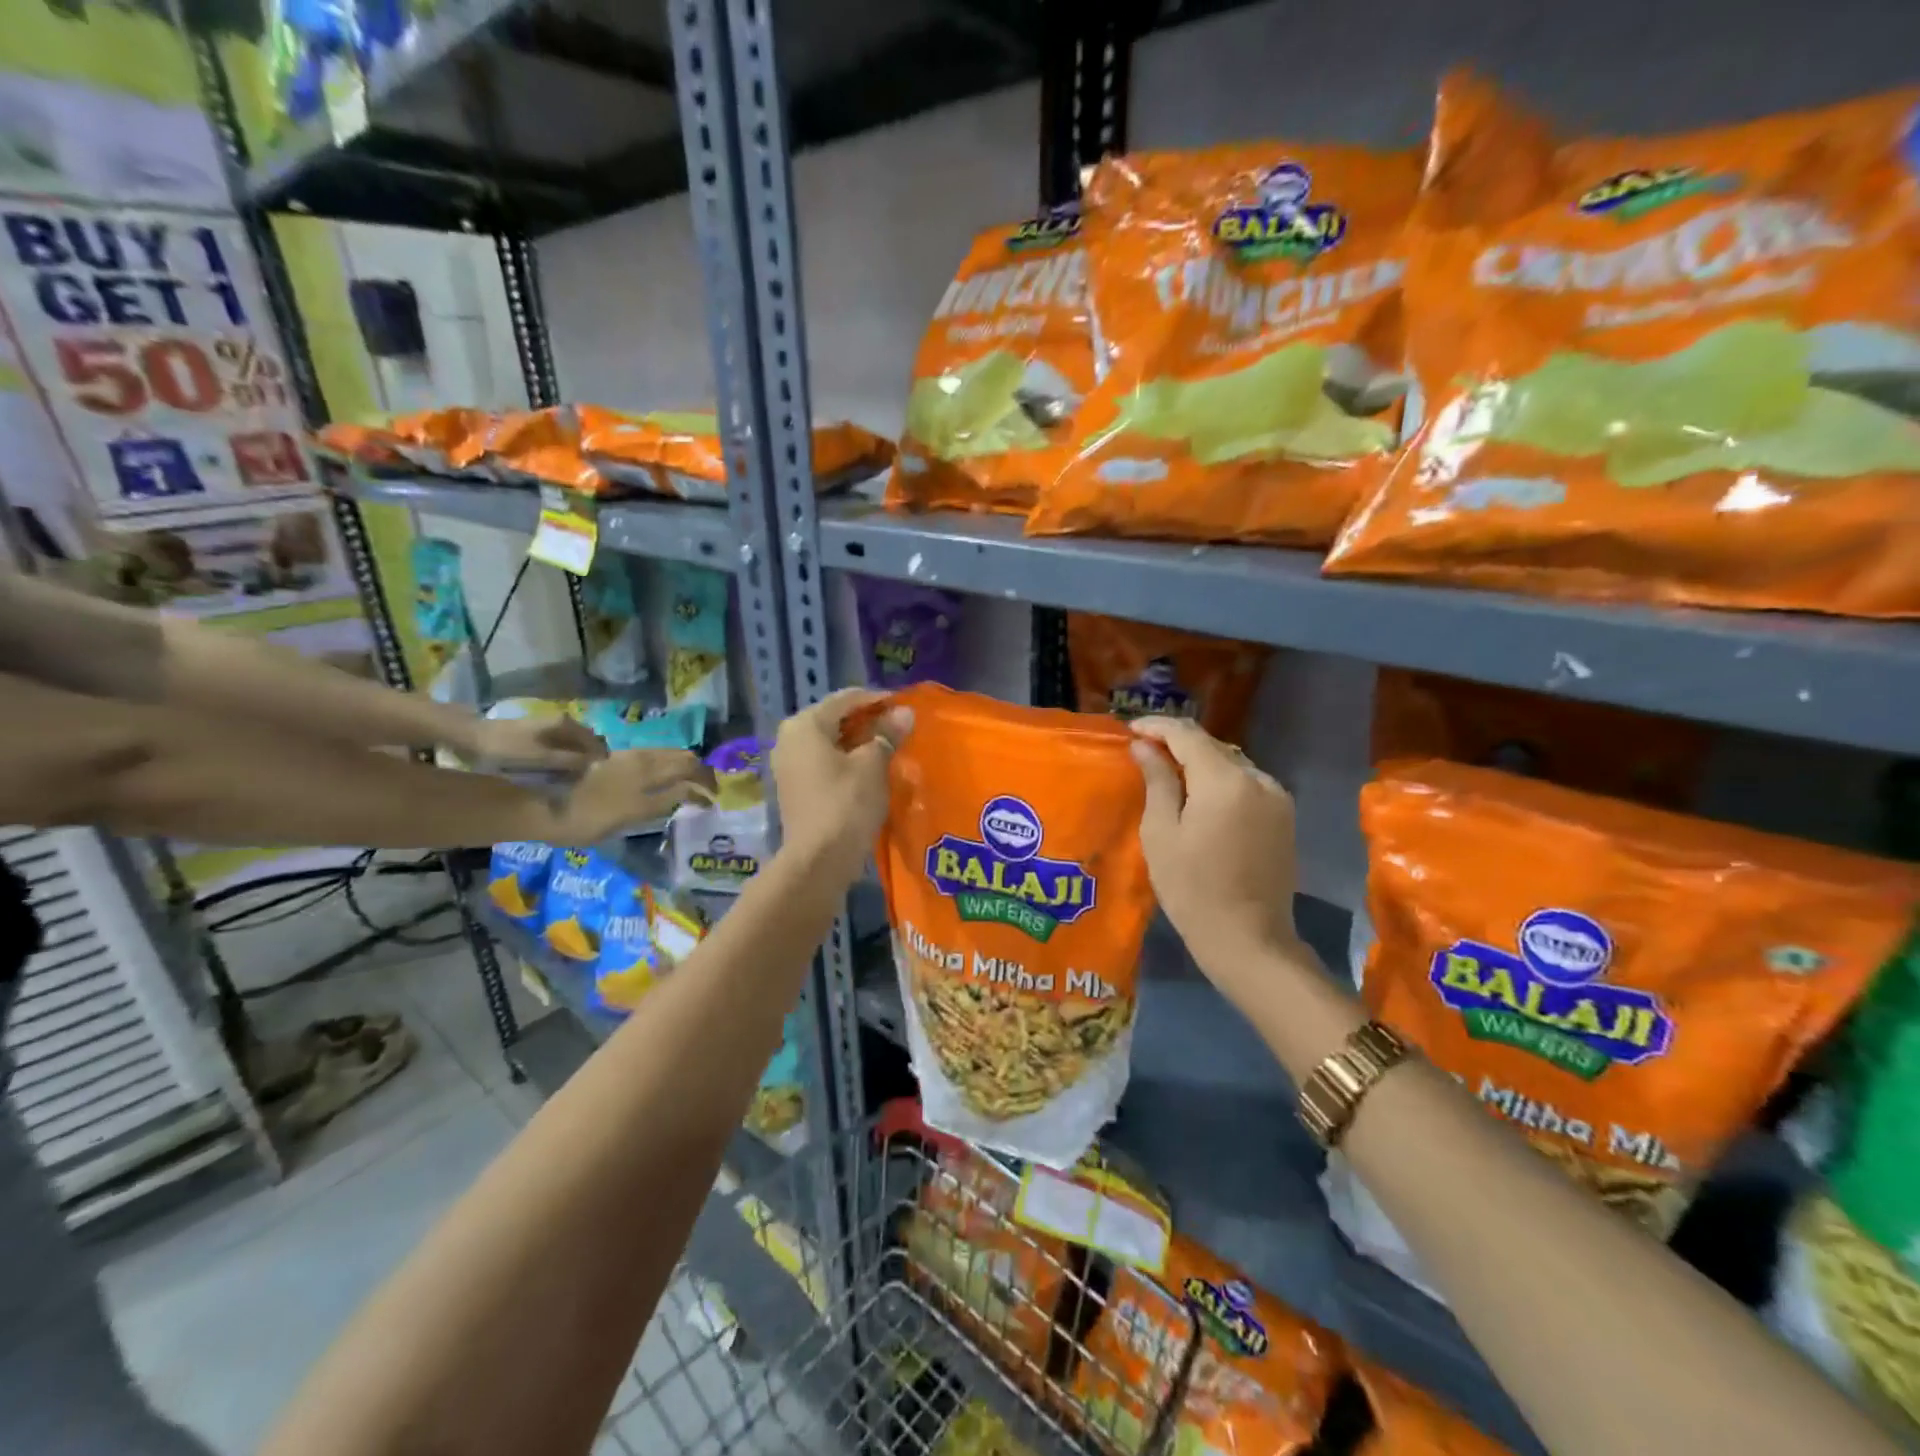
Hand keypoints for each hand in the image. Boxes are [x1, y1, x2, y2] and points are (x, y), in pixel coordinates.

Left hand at [469, 713, 607, 772]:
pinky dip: (563, 758)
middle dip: (588, 760)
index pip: (595, 742)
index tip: (598, 778)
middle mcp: (562, 721)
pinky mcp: (538, 733)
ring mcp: (549, 726)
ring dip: (575, 761)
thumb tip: (595, 765)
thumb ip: (570, 761)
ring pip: (572, 745)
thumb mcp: (542, 758)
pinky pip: (560, 746)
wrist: (470, 737)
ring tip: (571, 779)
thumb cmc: (508, 748)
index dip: (599, 760)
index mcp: (566, 724)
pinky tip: (556, 771)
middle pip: (585, 743)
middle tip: (585, 781)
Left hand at [547, 749, 709, 845]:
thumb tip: (685, 794)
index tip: (711, 802)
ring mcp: (631, 757)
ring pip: (672, 753)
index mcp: (647, 784)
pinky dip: (671, 761)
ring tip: (693, 780)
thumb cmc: (580, 821)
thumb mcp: (625, 820)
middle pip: (686, 761)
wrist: (539, 803)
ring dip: (689, 765)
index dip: (705, 791)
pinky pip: (656, 753)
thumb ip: (658, 804)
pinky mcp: (619, 755)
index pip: (689, 783)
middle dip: (703, 773)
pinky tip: (667, 774)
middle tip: (709, 789)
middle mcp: (643, 765)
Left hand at [771, 688, 911, 877]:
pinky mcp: (795, 787)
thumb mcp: (873, 764)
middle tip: (900, 727)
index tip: (906, 706)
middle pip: (835, 718)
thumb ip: (887, 733)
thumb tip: (904, 713)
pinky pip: (824, 762)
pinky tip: (871, 769)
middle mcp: (789, 738)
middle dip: (868, 720)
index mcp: (805, 724)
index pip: (846, 699)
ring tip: (890, 747)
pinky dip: (847, 760)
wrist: (819, 860)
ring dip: (859, 742)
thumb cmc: (846, 804)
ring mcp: (788, 764)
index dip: (878, 699)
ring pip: (830, 741)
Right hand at [1131, 717, 1303, 977]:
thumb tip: (1144, 746)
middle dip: (1177, 744)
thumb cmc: (1193, 889)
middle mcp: (1258, 779)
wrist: (1249, 940)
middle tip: (1144, 752)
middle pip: (1212, 745)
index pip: (1188, 734)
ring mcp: (1277, 798)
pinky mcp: (1284, 817)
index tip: (1130, 730)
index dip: (1157, 726)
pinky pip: (1246, 784)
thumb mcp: (1161, 833)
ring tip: (1168, 774)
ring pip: (1231, 763)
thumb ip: (1157, 781)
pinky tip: (1200, 799)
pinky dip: (1220, 782)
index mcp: (1225, 781)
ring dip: (1200, 763)